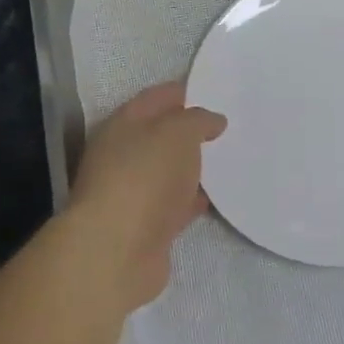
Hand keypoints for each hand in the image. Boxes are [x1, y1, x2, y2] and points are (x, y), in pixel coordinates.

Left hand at [67, 82, 226, 311]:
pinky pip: (173, 205)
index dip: (182, 93)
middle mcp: (121, 155)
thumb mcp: (178, 133)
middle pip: (159, 136)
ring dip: (191, 168)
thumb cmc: (145, 176)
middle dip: (189, 132)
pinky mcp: (143, 227)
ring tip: (226, 162)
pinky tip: (214, 199)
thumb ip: (197, 120)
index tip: (212, 93)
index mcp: (123, 124)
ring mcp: (131, 193)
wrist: (117, 250)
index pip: (154, 98)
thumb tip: (212, 121)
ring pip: (167, 172)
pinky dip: (190, 201)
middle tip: (226, 129)